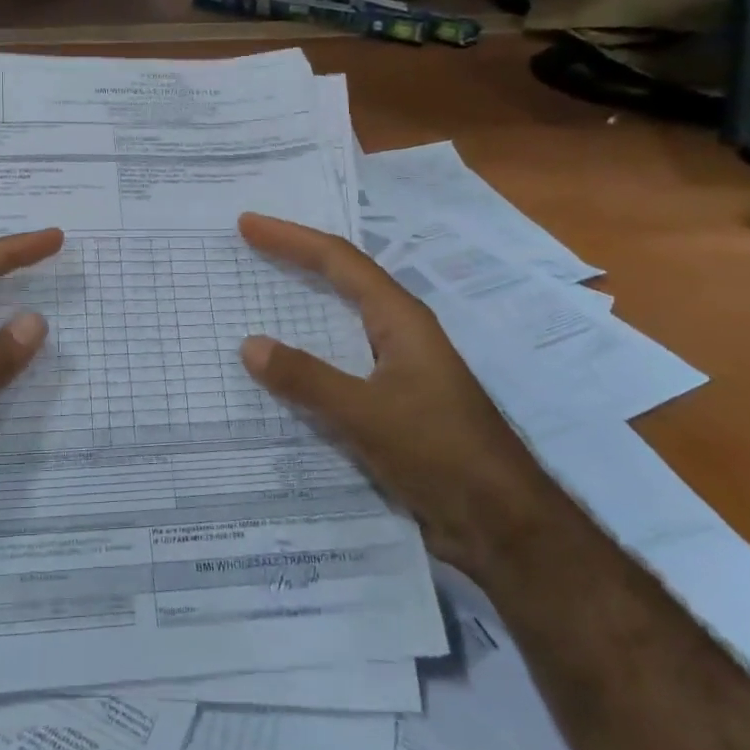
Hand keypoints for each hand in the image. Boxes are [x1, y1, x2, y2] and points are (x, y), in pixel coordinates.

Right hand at [236, 212, 549, 569]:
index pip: (338, 261)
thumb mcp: (366, 414)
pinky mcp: (393, 402)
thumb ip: (306, 378)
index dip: (291, 238)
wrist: (501, 524)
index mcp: (400, 319)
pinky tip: (283, 368)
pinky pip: (339, 362)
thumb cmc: (440, 453)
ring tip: (259, 294)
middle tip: (250, 246)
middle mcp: (399, 333)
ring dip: (302, 304)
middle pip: (341, 280)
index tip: (248, 225)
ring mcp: (397, 368)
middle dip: (296, 259)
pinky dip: (308, 353)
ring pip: (340, 321)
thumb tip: (249, 344)